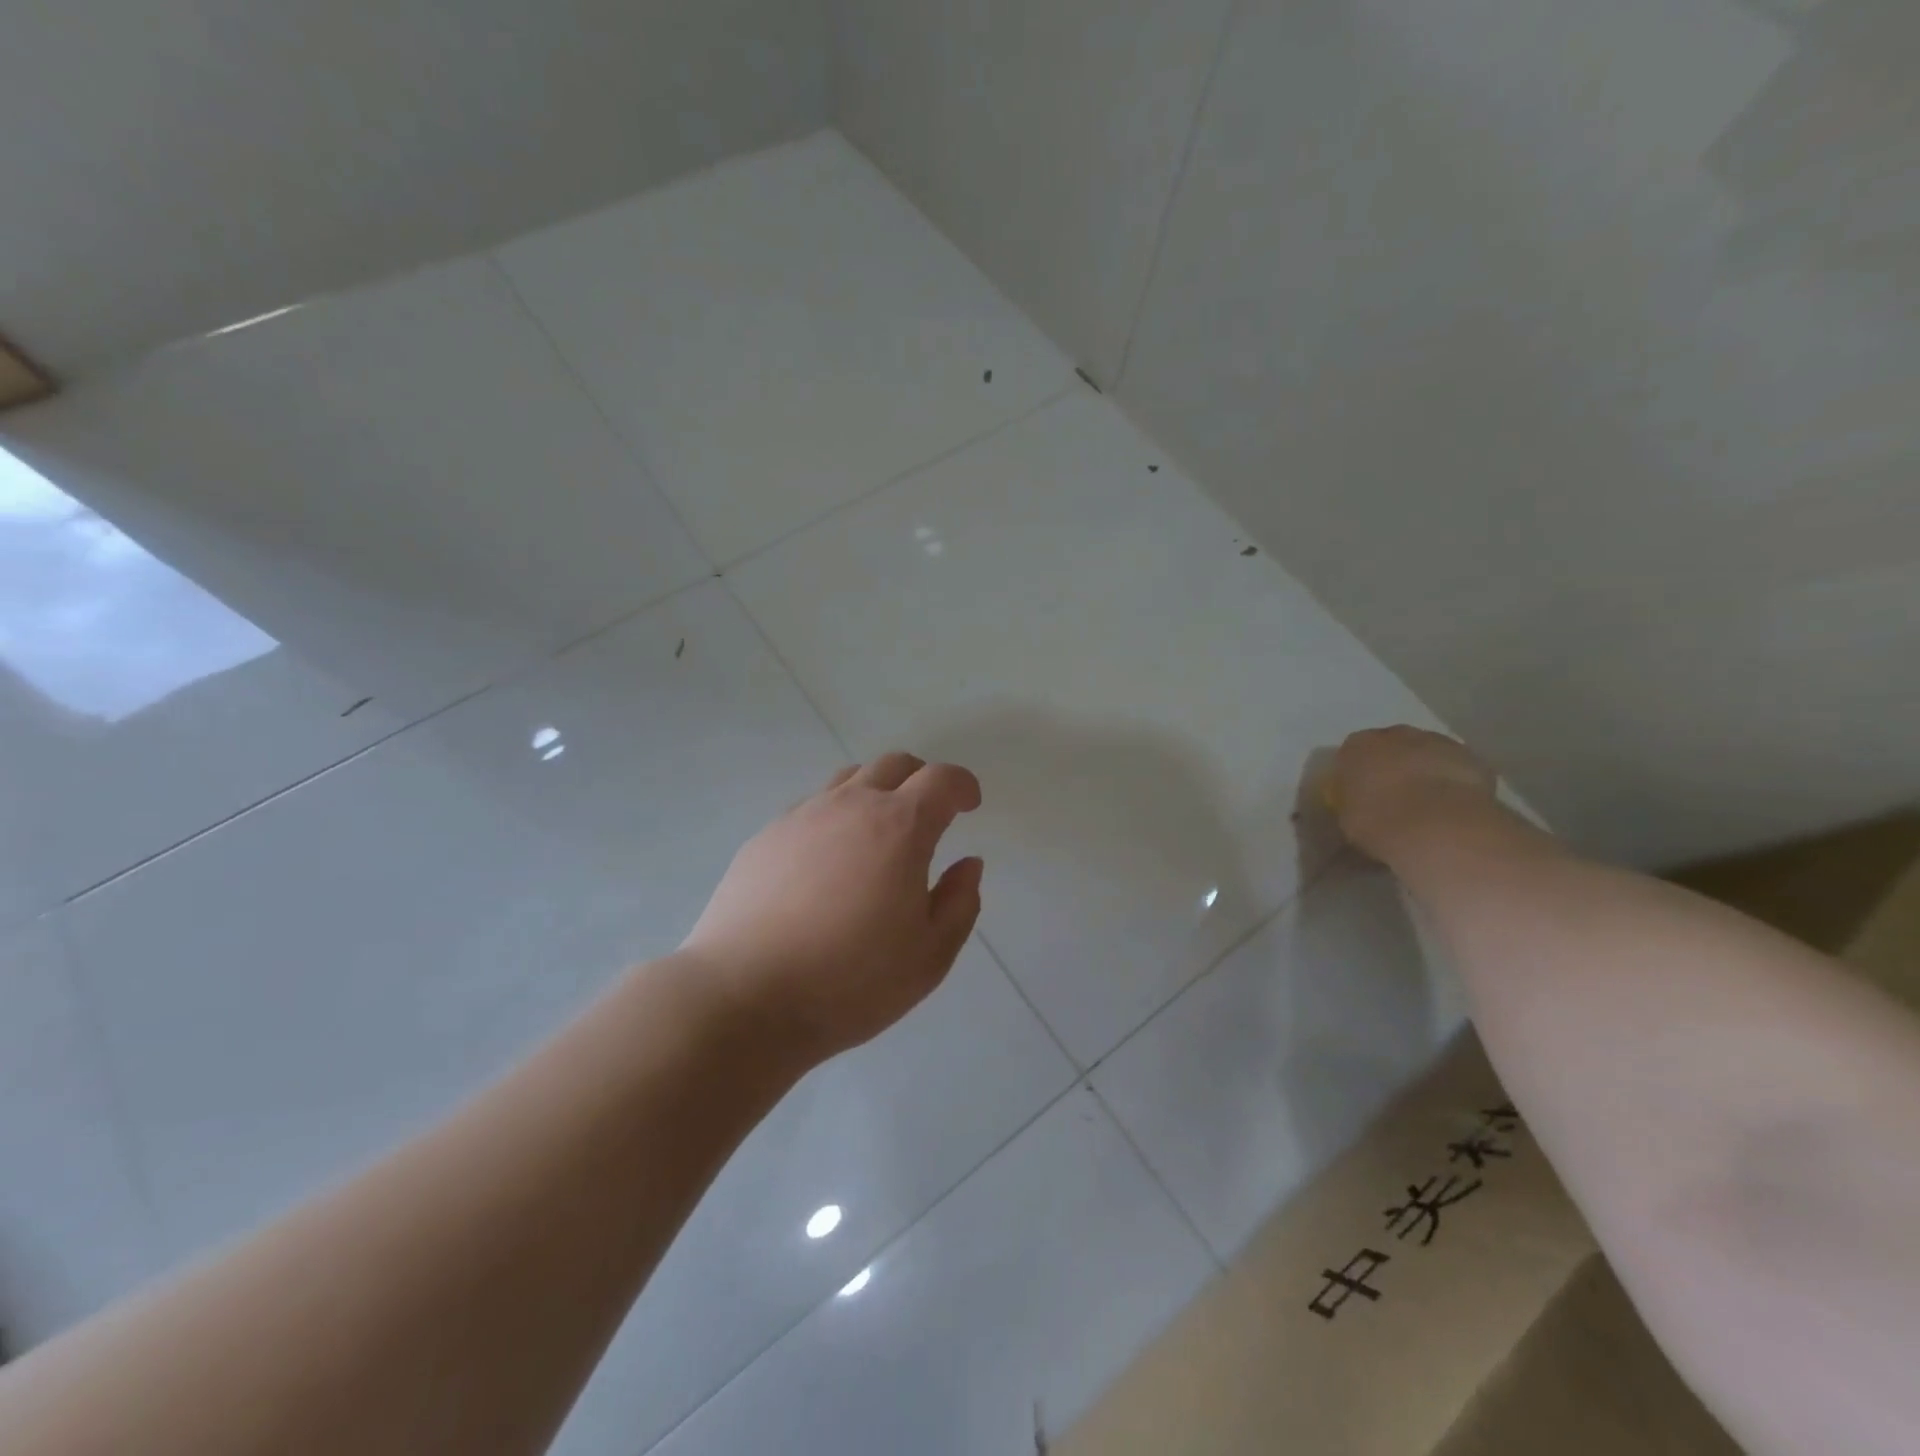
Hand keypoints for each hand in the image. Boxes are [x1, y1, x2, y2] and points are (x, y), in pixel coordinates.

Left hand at [682, 753, 984, 1060]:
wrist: (744, 996)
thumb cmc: (851, 981)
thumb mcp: (929, 955)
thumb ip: (959, 902)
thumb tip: (968, 864)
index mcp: (899, 827)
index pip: (941, 780)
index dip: (962, 785)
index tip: (970, 805)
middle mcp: (850, 805)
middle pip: (894, 764)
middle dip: (921, 779)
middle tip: (930, 813)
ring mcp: (802, 816)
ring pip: (848, 779)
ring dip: (875, 792)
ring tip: (878, 834)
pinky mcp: (765, 837)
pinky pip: (811, 808)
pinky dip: (835, 817)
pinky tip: (828, 862)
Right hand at [1328, 726, 1497, 860]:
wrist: (1437, 827)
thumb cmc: (1378, 822)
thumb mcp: (1346, 819)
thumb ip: (1352, 805)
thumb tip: (1359, 808)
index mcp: (1357, 747)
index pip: (1351, 755)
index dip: (1357, 775)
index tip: (1361, 796)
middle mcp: (1395, 735)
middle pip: (1391, 747)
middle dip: (1392, 767)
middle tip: (1393, 798)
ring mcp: (1438, 742)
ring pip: (1426, 753)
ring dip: (1424, 771)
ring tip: (1427, 805)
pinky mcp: (1472, 758)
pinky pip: (1455, 768)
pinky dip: (1453, 782)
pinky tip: (1452, 807)